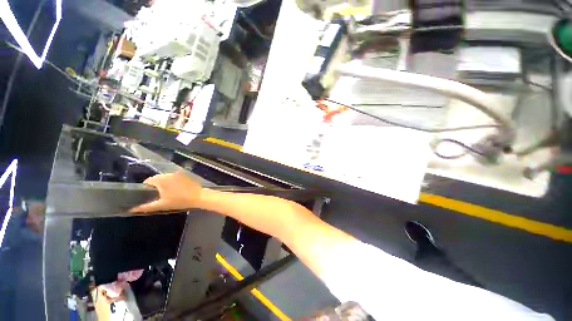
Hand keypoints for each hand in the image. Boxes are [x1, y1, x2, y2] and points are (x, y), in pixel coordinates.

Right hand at [130, 172, 202, 212]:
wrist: (199, 196)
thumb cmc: (179, 201)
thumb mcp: (161, 205)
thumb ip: (146, 207)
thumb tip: (132, 209)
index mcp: (161, 179)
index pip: (148, 181)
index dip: (146, 188)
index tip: (148, 196)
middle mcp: (169, 174)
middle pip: (157, 178)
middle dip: (156, 186)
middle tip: (158, 196)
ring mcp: (178, 173)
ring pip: (166, 178)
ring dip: (164, 184)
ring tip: (167, 193)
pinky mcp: (185, 175)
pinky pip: (174, 177)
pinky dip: (172, 182)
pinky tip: (175, 190)